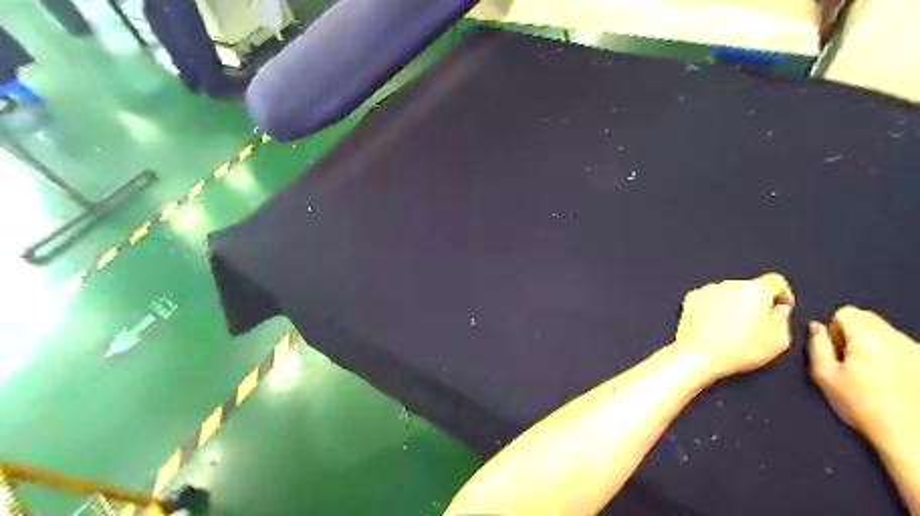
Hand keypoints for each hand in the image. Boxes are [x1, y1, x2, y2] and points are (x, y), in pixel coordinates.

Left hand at [673, 273, 795, 380]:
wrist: (698, 354)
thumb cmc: (740, 349)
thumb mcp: (778, 340)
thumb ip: (783, 319)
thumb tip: (778, 310)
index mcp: (755, 290)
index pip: (775, 281)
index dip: (783, 294)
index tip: (782, 308)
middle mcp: (729, 284)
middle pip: (749, 287)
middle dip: (755, 301)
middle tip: (756, 324)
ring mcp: (706, 289)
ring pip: (728, 293)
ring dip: (733, 304)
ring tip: (732, 328)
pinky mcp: (690, 298)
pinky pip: (709, 299)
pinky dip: (714, 308)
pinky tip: (713, 326)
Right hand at [808, 309, 919, 448]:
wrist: (913, 438)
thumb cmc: (864, 407)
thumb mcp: (824, 376)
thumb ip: (816, 345)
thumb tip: (816, 327)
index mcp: (868, 337)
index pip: (846, 312)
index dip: (834, 328)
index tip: (834, 349)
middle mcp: (898, 339)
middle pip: (868, 319)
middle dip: (854, 333)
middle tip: (849, 361)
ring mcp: (918, 352)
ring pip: (887, 334)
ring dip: (875, 345)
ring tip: (872, 375)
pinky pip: (904, 349)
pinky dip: (894, 357)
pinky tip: (893, 382)